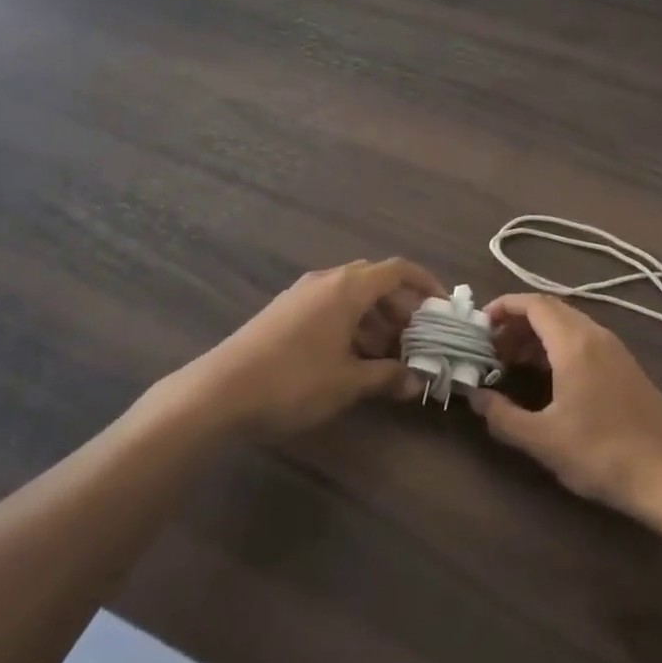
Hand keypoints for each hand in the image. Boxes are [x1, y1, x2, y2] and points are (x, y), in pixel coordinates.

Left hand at [184, 258, 443, 436]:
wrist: (219, 392)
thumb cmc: (293, 382)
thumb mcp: (347, 383)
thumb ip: (386, 377)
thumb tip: (416, 381)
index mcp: (347, 287)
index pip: (398, 269)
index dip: (425, 284)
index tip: (442, 308)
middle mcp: (326, 280)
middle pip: (375, 281)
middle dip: (400, 308)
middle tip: (415, 341)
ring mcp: (302, 294)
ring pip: (351, 296)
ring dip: (375, 320)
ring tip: (386, 358)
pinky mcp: (285, 311)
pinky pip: (330, 306)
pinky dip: (350, 325)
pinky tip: (351, 359)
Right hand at [470, 294, 661, 521]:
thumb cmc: (605, 454)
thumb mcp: (544, 441)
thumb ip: (503, 416)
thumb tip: (474, 397)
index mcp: (574, 342)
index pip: (533, 303)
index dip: (503, 307)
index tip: (479, 327)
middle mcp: (595, 335)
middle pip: (549, 310)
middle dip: (516, 324)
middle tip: (491, 350)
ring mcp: (615, 350)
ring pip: (567, 325)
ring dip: (536, 337)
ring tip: (512, 365)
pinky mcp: (626, 368)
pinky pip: (583, 341)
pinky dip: (557, 347)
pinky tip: (548, 380)